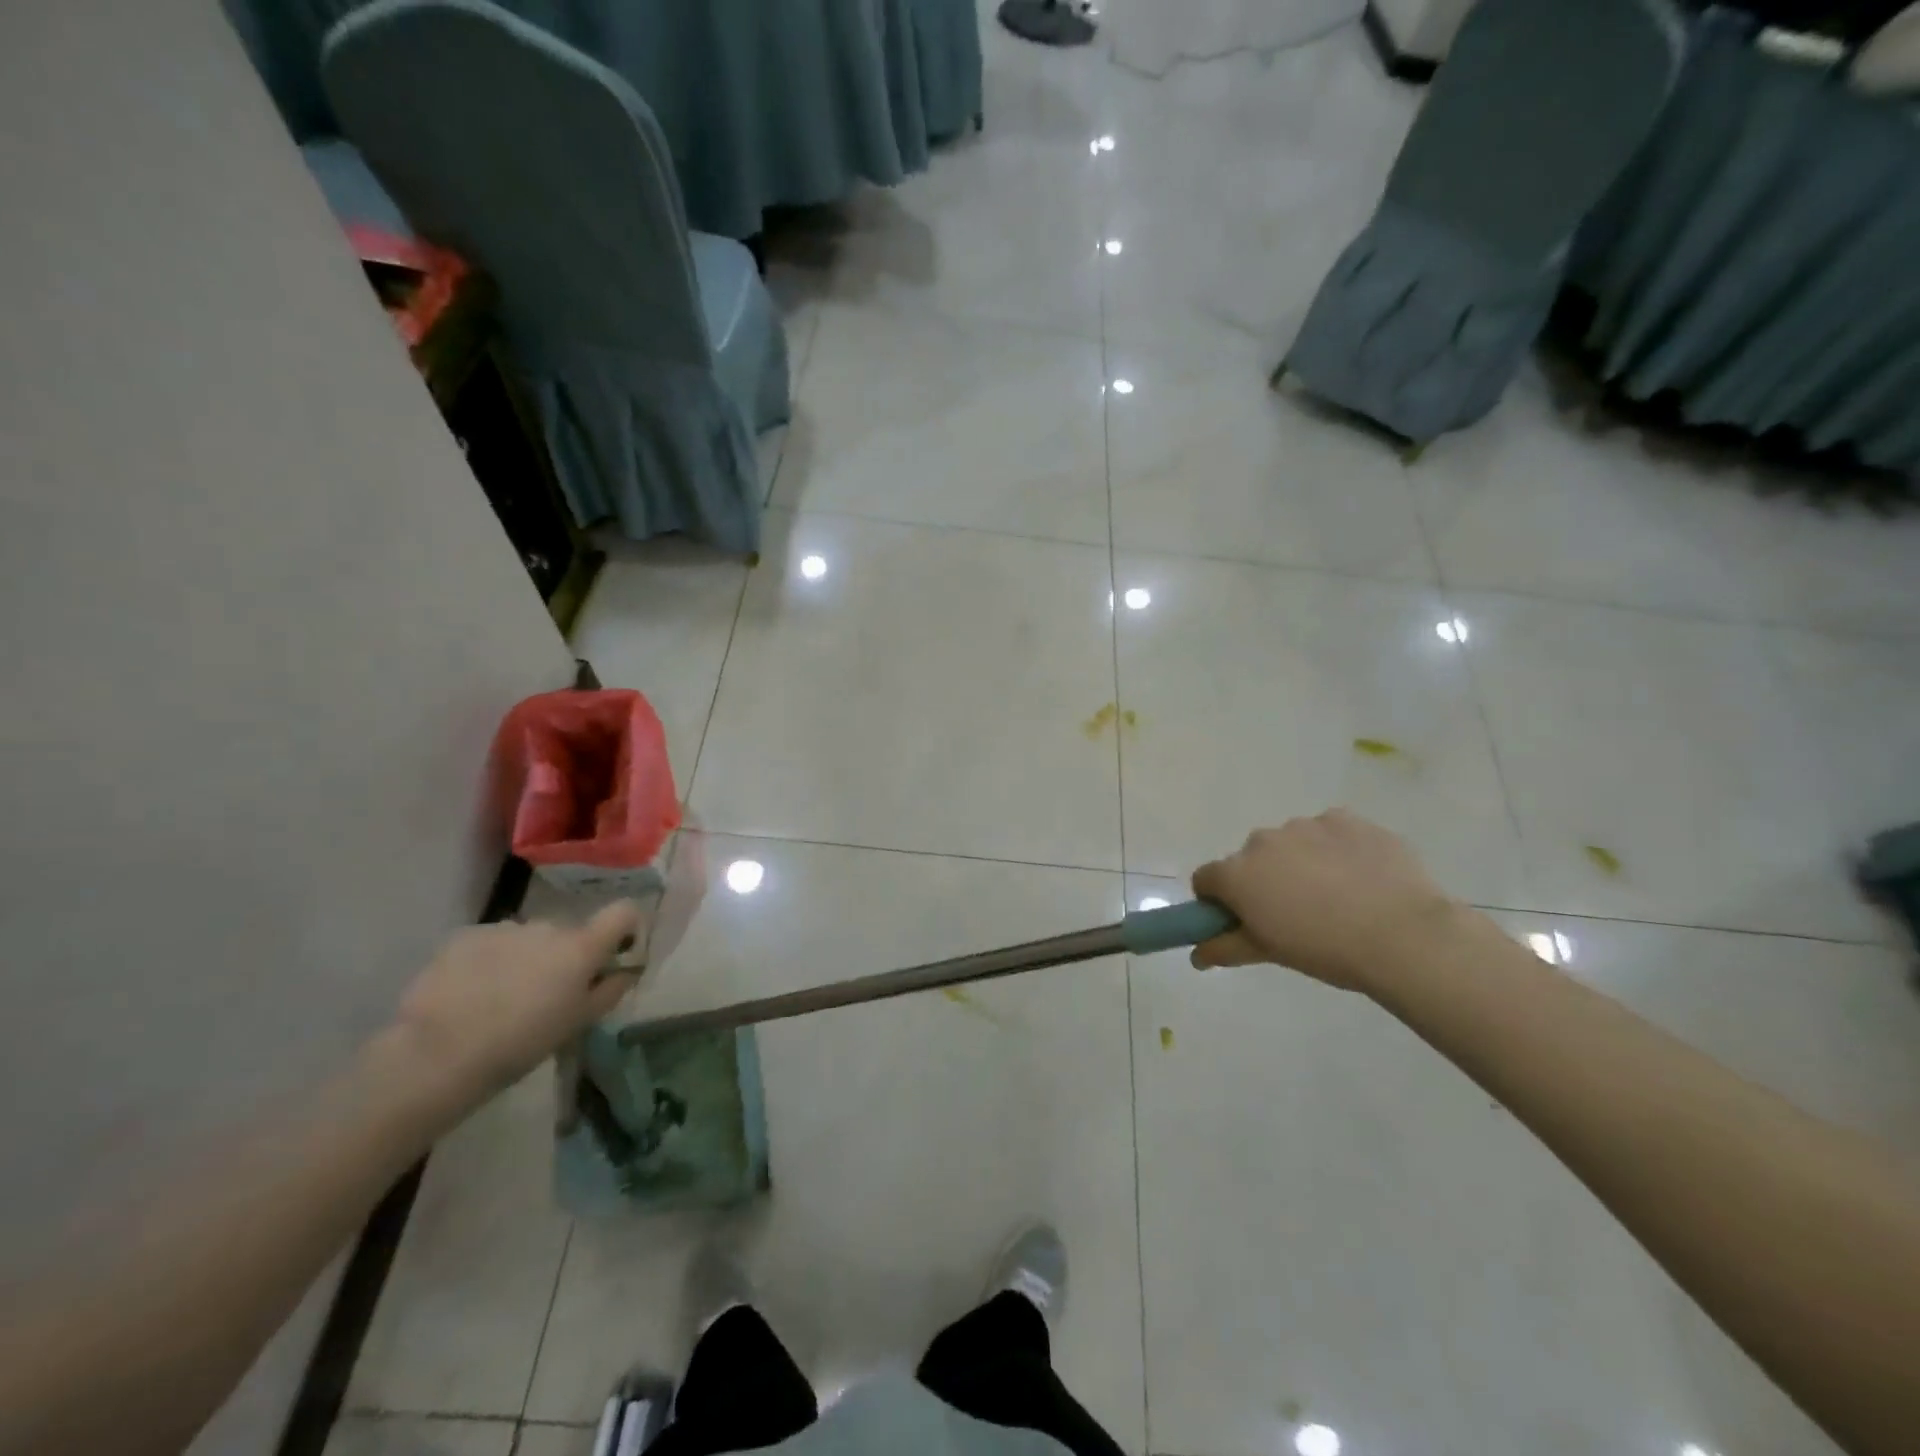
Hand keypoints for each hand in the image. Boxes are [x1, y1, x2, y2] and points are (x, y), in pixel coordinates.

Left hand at [387, 901, 643, 1105]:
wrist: (436, 1055)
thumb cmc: (521, 1044)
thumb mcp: (579, 1023)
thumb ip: (610, 989)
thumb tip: (626, 969)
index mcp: (581, 947)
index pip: (623, 912)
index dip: (625, 928)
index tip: (615, 953)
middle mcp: (548, 926)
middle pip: (569, 932)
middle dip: (563, 956)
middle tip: (546, 994)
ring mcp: (504, 928)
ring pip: (528, 938)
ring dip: (526, 958)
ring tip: (501, 998)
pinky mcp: (465, 936)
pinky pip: (492, 943)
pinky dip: (490, 961)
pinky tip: (471, 994)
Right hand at [1190, 811, 1458, 995]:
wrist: (1403, 935)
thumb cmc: (1325, 950)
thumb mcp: (1270, 953)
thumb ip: (1226, 948)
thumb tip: (1196, 955)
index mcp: (1237, 874)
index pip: (1207, 879)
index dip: (1219, 900)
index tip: (1242, 919)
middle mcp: (1263, 841)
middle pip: (1250, 859)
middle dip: (1263, 880)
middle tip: (1296, 912)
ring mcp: (1306, 825)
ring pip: (1291, 843)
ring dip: (1300, 862)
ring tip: (1337, 895)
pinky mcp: (1345, 819)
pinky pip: (1329, 831)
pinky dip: (1336, 849)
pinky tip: (1361, 876)